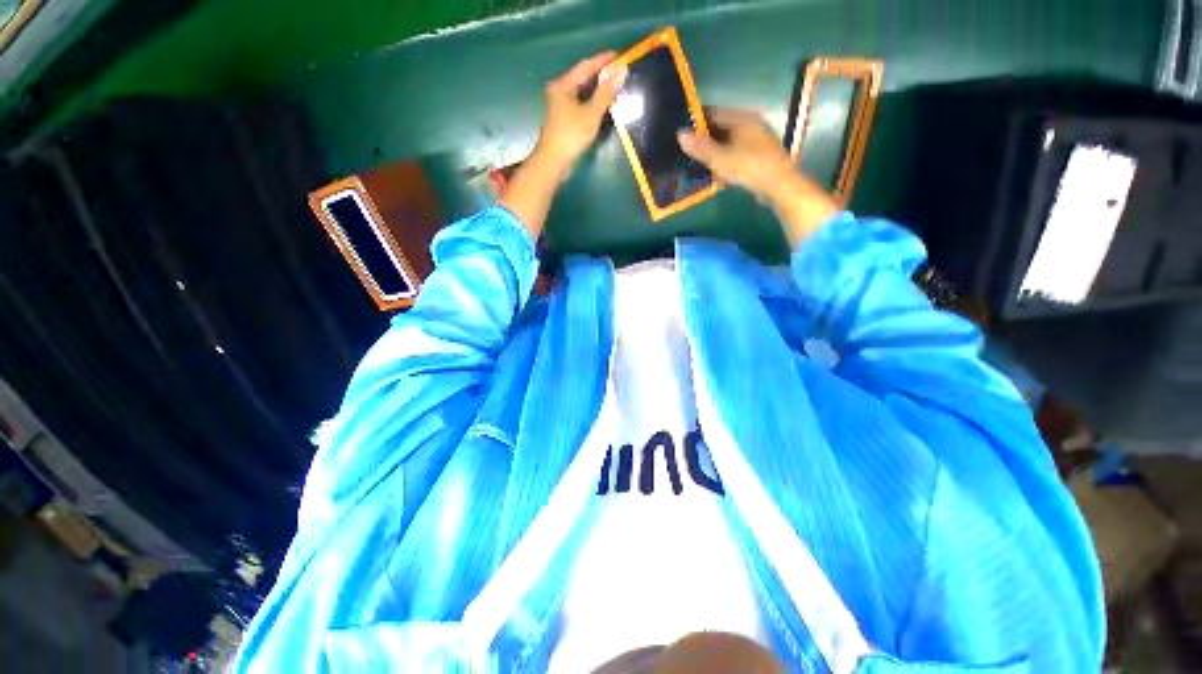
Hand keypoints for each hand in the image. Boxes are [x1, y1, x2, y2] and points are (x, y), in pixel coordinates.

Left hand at [532, 52, 628, 176]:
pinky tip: (604, 104)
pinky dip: (593, 102)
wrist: (554, 161)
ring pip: (582, 92)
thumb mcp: (591, 113)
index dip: (603, 60)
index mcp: (563, 85)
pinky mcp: (564, 119)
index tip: (619, 56)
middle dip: (601, 75)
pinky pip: (581, 104)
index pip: (586, 66)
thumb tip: (621, 71)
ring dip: (598, 89)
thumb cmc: (571, 135)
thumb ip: (606, 93)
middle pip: (583, 78)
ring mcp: (561, 106)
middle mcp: (560, 91)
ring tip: (615, 87)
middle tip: (620, 72)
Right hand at [678, 108, 838, 245]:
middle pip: (722, 127)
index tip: (684, 134)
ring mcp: (758, 139)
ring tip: (701, 163)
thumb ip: (700, 147)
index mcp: (742, 119)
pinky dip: (727, 159)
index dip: (697, 122)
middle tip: (689, 151)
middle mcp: (751, 124)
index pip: (714, 113)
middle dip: (706, 138)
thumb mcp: (719, 158)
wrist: (779, 185)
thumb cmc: (748, 167)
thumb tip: (679, 134)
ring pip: (730, 141)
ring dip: (716, 151)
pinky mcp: (761, 155)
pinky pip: (738, 152)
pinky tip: (719, 172)